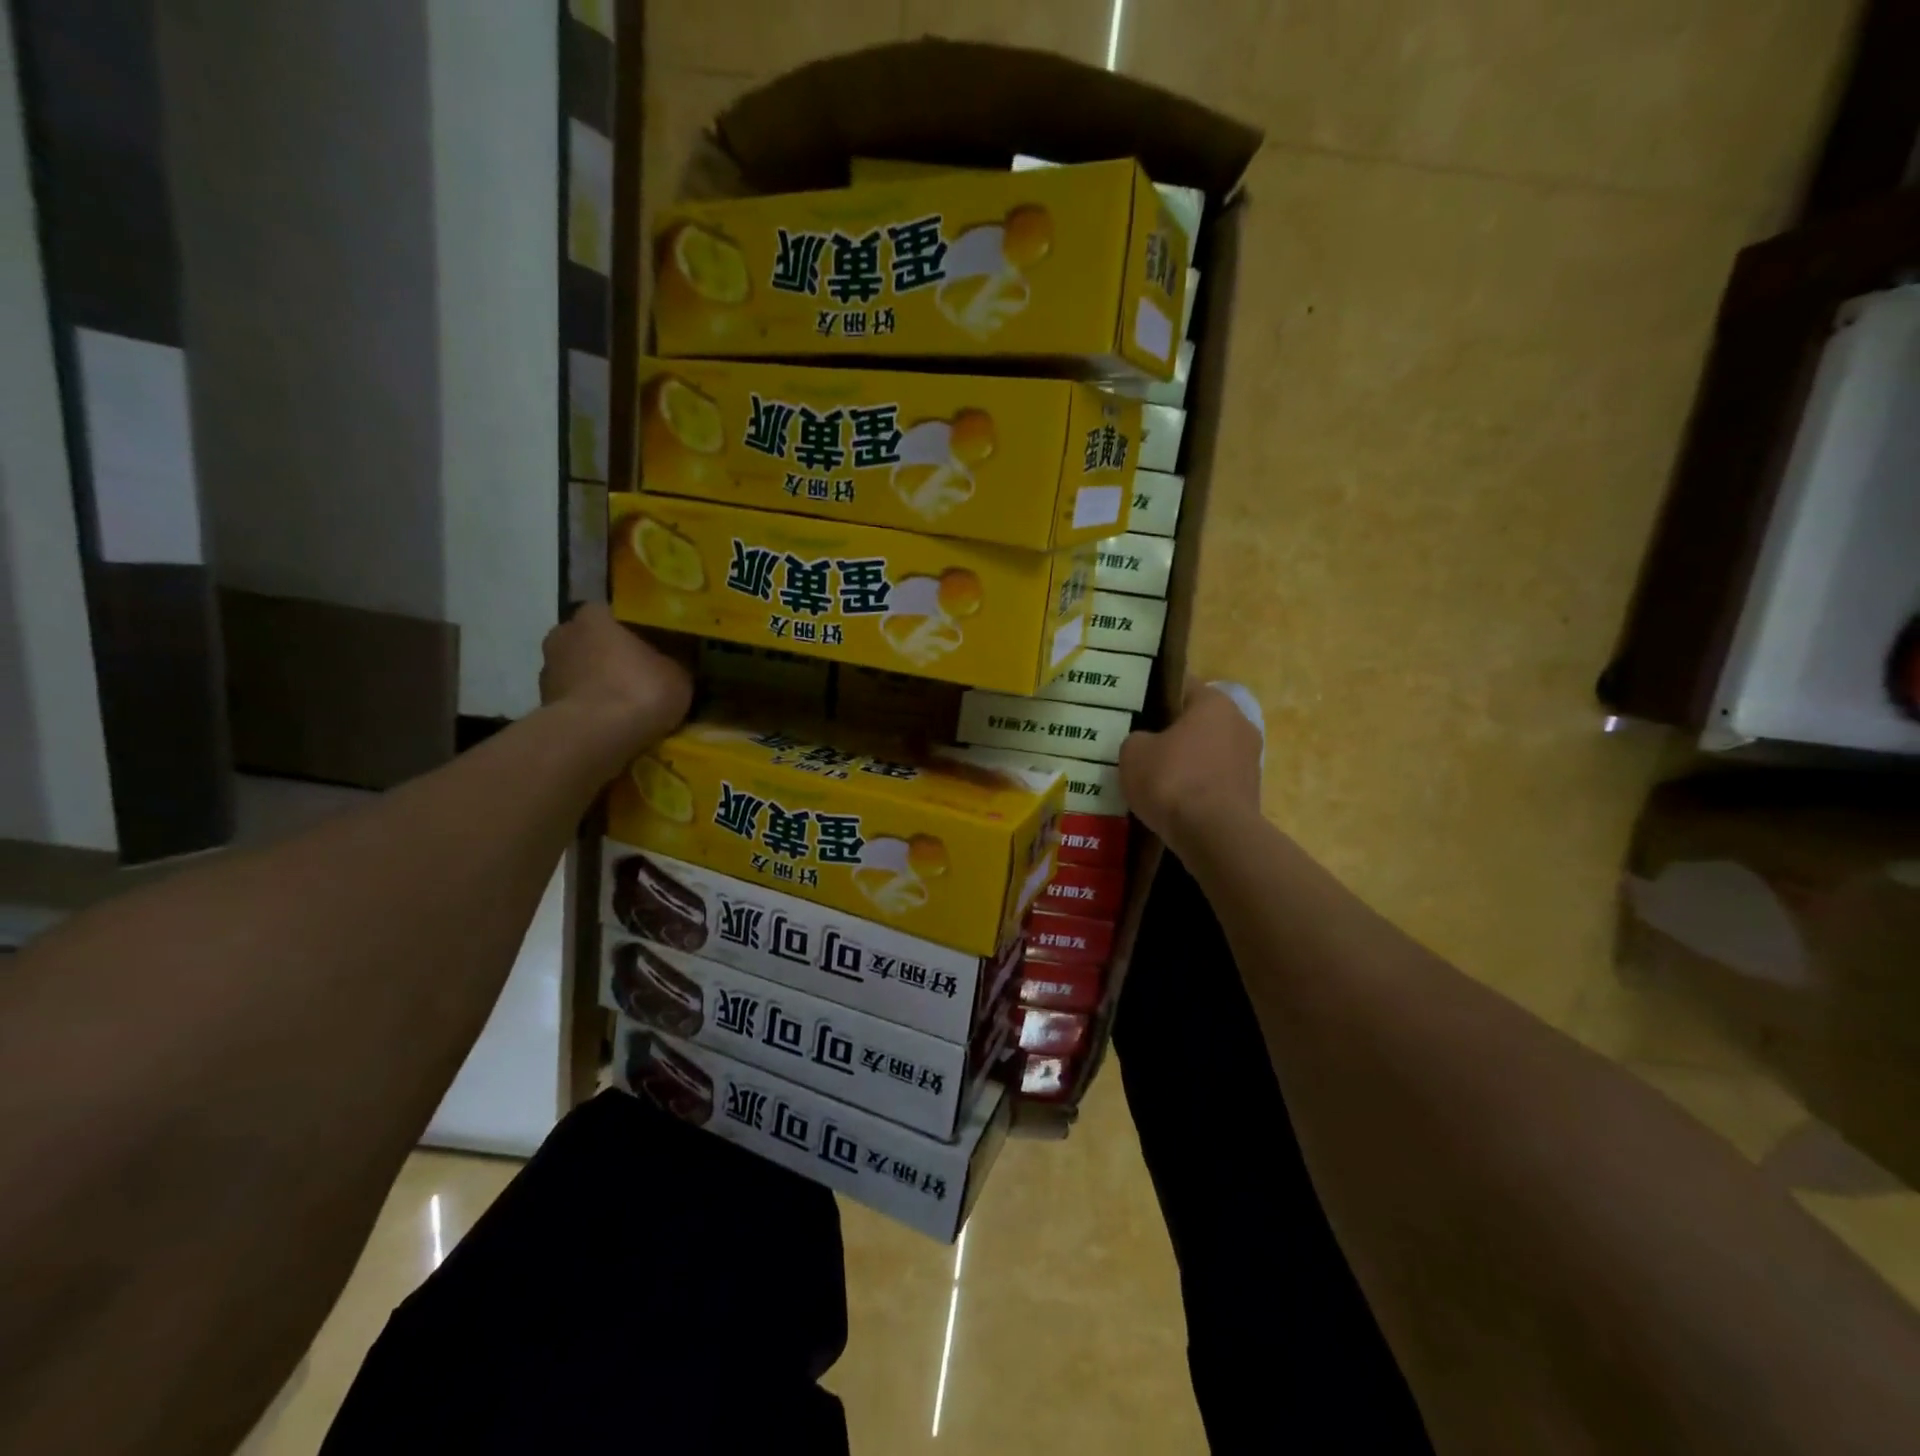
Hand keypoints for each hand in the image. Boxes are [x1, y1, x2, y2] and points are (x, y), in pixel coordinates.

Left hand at [540, 605, 691, 757]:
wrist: (594, 736)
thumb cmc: (639, 690)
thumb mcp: (678, 674)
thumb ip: (674, 663)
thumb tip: (674, 665)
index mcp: (595, 614)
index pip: (616, 615)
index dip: (637, 632)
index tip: (654, 649)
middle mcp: (564, 633)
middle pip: (594, 642)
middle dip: (613, 658)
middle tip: (641, 677)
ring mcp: (548, 670)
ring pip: (581, 672)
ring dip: (598, 684)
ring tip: (626, 706)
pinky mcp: (542, 704)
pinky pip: (574, 700)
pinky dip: (589, 708)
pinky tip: (610, 724)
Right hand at [1119, 680, 1263, 853]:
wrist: (1213, 834)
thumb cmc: (1172, 779)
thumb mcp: (1133, 752)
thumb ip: (1137, 739)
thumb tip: (1146, 743)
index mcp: (1214, 702)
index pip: (1182, 686)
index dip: (1156, 695)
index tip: (1136, 710)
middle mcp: (1240, 723)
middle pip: (1198, 721)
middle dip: (1173, 732)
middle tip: (1143, 745)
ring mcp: (1250, 759)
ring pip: (1209, 752)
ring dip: (1188, 762)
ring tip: (1157, 779)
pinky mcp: (1251, 792)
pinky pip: (1215, 781)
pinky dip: (1198, 788)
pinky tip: (1175, 802)